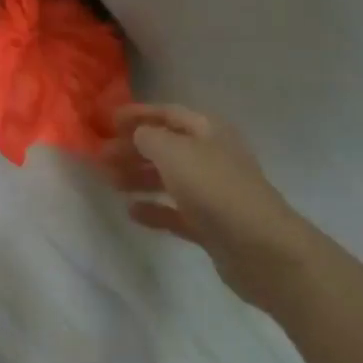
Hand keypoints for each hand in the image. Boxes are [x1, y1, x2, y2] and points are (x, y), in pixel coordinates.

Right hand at [102, 103, 316, 307]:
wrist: (262, 248)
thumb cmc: (215, 188)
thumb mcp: (174, 152)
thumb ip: (148, 137)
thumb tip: (138, 134)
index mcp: (207, 130)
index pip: (167, 113)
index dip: (138, 114)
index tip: (107, 120)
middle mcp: (210, 156)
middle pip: (166, 146)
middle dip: (133, 148)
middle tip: (101, 156)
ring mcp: (212, 192)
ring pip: (168, 178)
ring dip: (139, 177)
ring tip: (109, 182)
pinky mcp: (211, 226)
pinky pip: (175, 211)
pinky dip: (154, 209)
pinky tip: (131, 212)